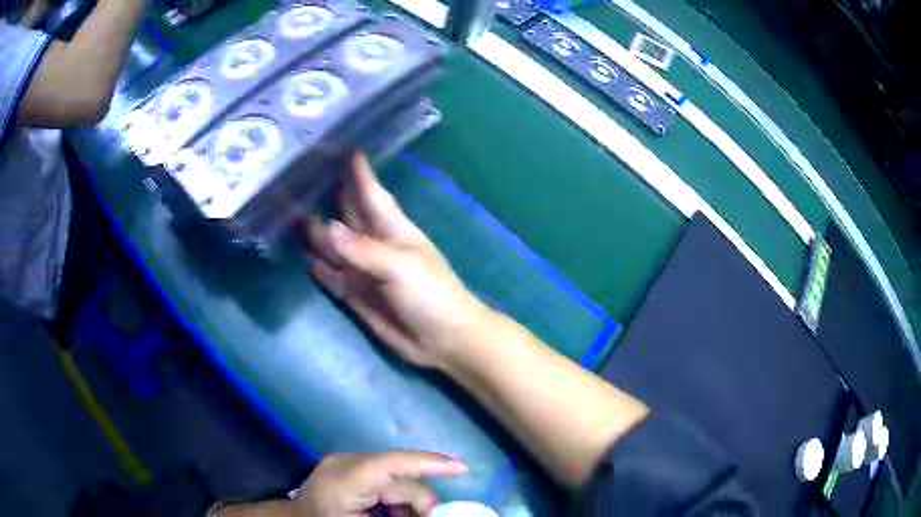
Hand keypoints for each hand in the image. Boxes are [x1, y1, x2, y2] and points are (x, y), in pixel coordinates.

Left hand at [292, 452, 467, 515]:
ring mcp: (343, 462)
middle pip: (399, 473)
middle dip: (420, 499)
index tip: (464, 469)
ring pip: (394, 475)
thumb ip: (406, 516)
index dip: (430, 463)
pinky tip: (389, 514)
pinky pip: (382, 477)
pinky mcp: (345, 466)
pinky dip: (393, 497)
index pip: (393, 465)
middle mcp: (344, 463)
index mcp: (344, 480)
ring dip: (406, 500)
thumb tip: (437, 509)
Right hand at [308, 153, 489, 367]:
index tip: (345, 149)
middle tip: (304, 180)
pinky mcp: (358, 297)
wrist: (445, 339)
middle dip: (331, 199)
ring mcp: (365, 272)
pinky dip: (322, 270)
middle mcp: (376, 246)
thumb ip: (363, 249)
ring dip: (318, 235)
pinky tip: (306, 258)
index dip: (360, 173)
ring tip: (292, 216)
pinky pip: (334, 278)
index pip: (372, 194)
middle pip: (349, 217)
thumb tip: (327, 226)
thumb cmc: (431, 294)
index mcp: (393, 230)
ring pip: (336, 248)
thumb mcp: (400, 266)